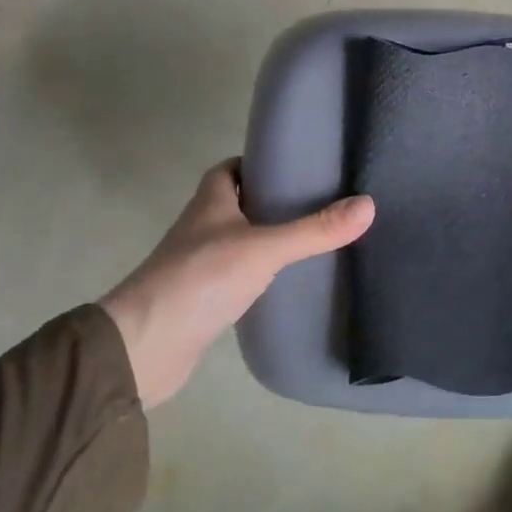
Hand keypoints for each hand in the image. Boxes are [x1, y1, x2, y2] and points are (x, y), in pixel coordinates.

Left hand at [100, 159, 373, 407]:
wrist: (143, 348)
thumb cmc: (200, 280)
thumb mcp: (264, 248)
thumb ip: (314, 229)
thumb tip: (368, 204)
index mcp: (210, 203)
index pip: (231, 169)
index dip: (259, 164)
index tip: (297, 166)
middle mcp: (202, 228)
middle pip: (238, 204)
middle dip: (272, 201)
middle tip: (318, 202)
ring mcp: (200, 266)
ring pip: (239, 241)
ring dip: (267, 238)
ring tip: (312, 239)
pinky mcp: (203, 301)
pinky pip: (238, 276)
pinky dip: (259, 275)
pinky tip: (287, 283)